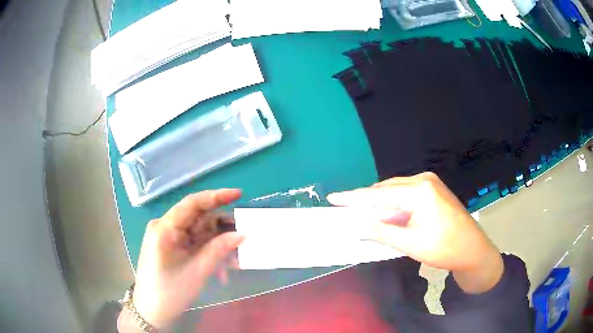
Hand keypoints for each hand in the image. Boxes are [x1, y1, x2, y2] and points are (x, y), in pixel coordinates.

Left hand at [125, 189, 243, 329]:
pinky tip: (223, 268)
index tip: (239, 194)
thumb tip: (242, 234)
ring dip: (218, 244)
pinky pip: (194, 243)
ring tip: (236, 260)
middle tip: (244, 235)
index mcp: (165, 228)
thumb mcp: (197, 271)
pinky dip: (209, 252)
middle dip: (221, 228)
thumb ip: (219, 249)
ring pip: (199, 233)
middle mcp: (165, 227)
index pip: (192, 203)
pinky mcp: (171, 247)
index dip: (216, 196)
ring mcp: (168, 237)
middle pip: (198, 218)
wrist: (152, 311)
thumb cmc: (170, 292)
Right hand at [327, 172, 503, 293]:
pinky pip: (406, 192)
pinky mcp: (434, 189)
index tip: (333, 198)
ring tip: (363, 213)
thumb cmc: (444, 248)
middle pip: (387, 188)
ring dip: (380, 201)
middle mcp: (424, 180)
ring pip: (396, 189)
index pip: (379, 194)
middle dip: (366, 200)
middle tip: (347, 210)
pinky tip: (386, 212)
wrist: (472, 249)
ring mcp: (431, 182)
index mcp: (420, 191)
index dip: (354, 197)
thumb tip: (359, 224)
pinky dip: (393, 202)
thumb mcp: (410, 243)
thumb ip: (382, 231)